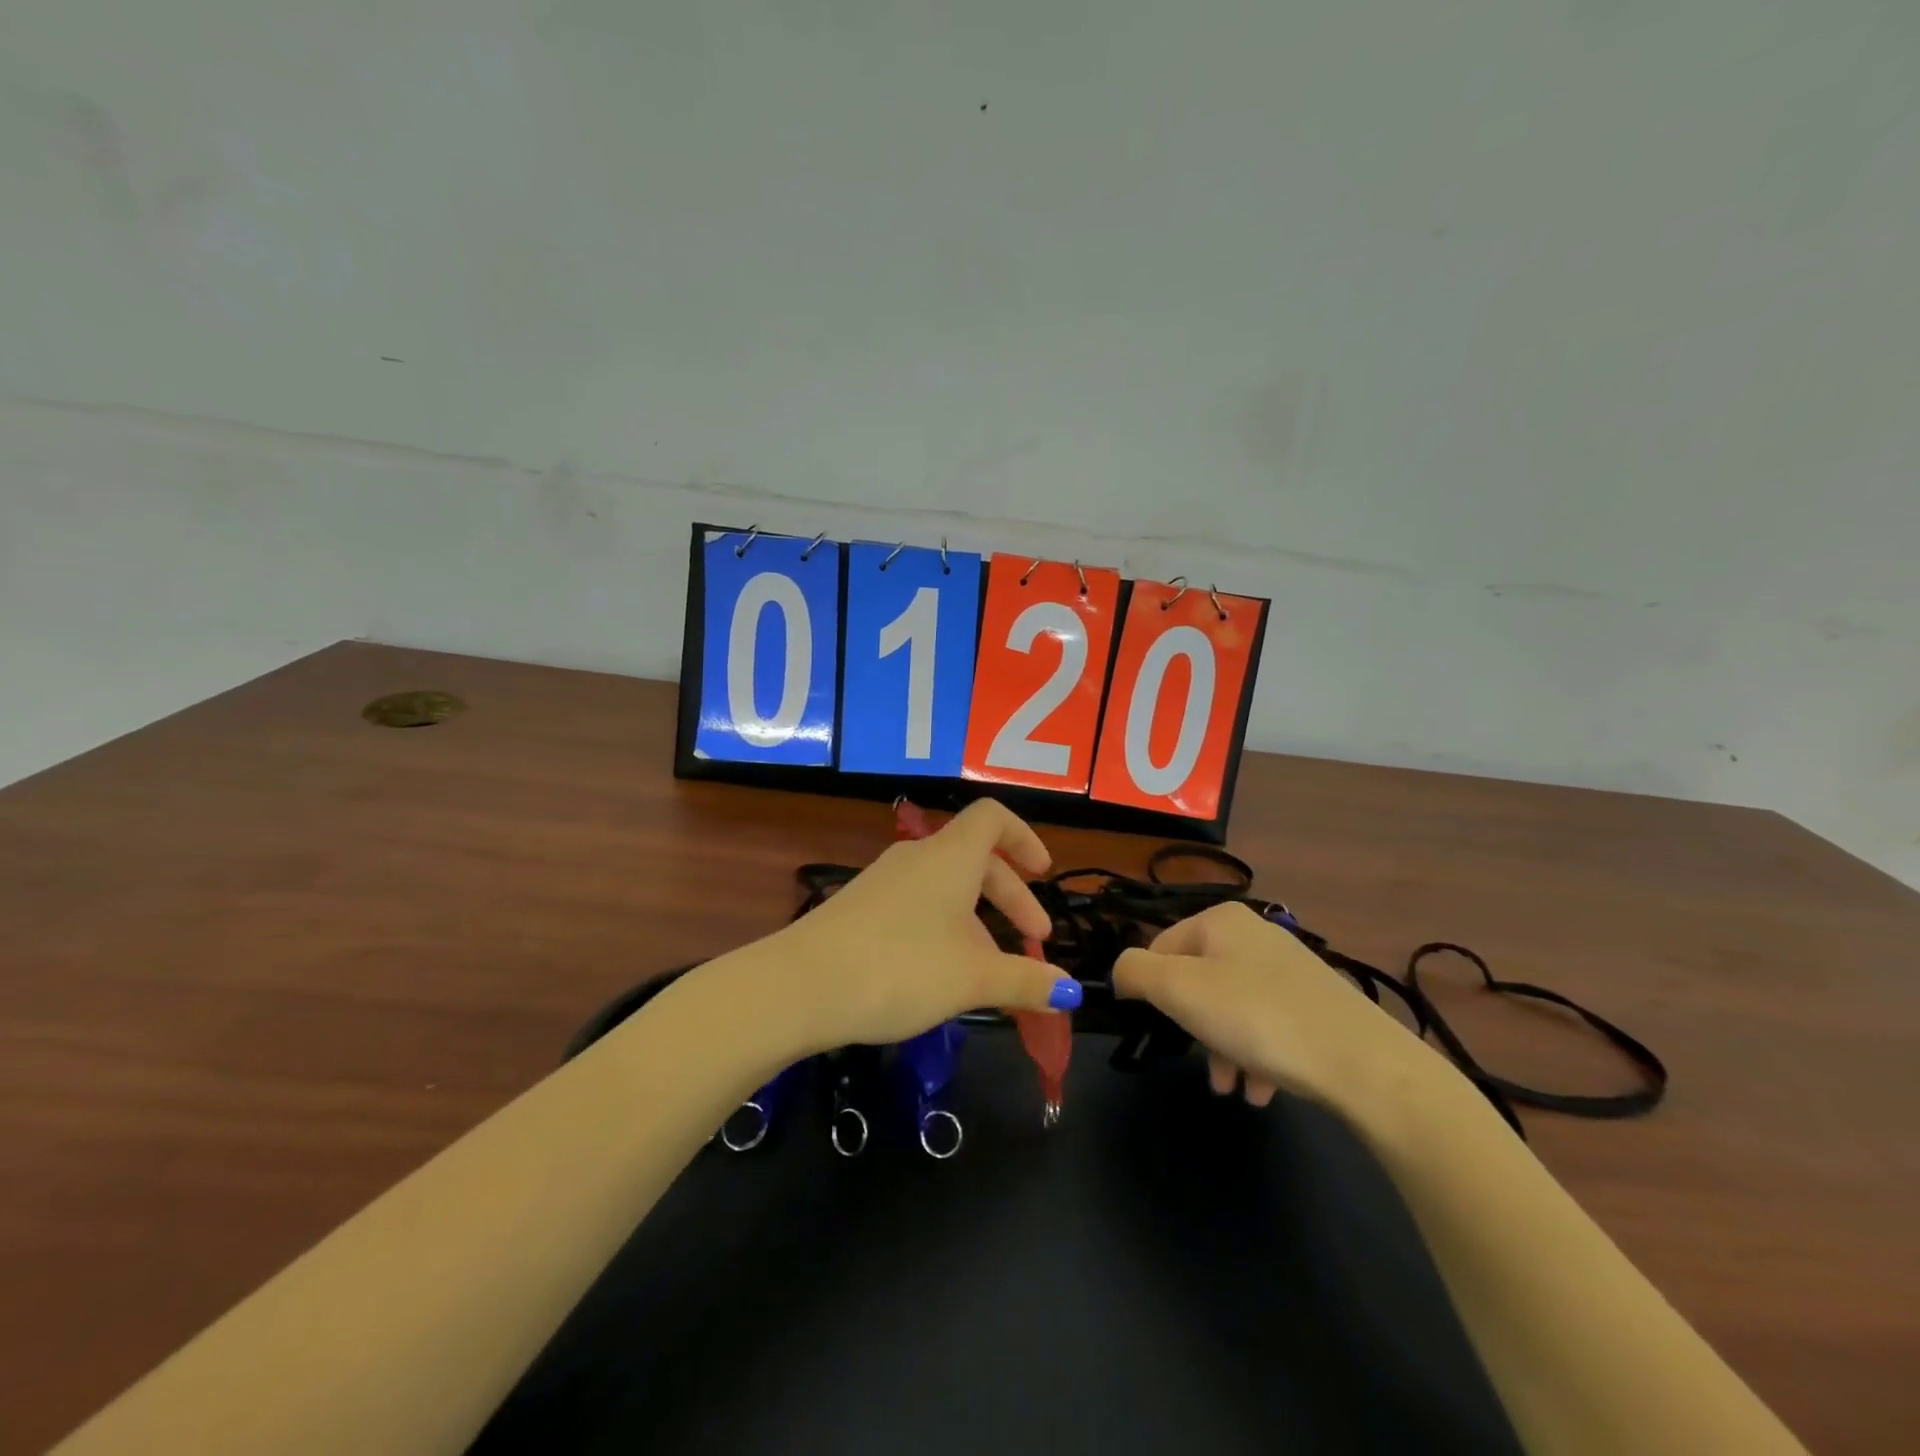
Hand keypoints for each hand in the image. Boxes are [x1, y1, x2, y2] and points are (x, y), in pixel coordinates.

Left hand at [767, 800, 1081, 1050]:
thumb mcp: (973, 978)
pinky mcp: (859, 908)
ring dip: (978, 921)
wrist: (801, 986)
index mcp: (951, 856)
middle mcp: (917, 858)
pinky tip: (941, 975)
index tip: (1044, 873)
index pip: (993, 818)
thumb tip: (1071, 990)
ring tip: (990, 972)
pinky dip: (944, 929)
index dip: (1024, 838)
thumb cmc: (901, 967)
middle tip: (1034, 942)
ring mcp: (883, 881)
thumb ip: (1025, 981)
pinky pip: (917, 906)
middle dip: (1011, 898)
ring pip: (945, 888)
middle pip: (975, 860)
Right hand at [1113, 902, 1441, 1119]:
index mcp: (1220, 920)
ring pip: (1232, 1008)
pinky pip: (1268, 1026)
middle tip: (1201, 1065)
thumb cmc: (1258, 1018)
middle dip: (1193, 1028)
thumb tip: (1121, 973)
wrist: (1364, 1065)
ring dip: (1223, 1049)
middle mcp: (1255, 935)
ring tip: (1233, 1089)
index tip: (1162, 1027)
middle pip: (1198, 981)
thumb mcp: (1178, 990)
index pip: (1161, 946)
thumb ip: (1134, 972)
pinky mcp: (1316, 1004)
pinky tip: (1262, 1090)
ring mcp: (1290, 969)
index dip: (1153, 990)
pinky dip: (1257, 1056)